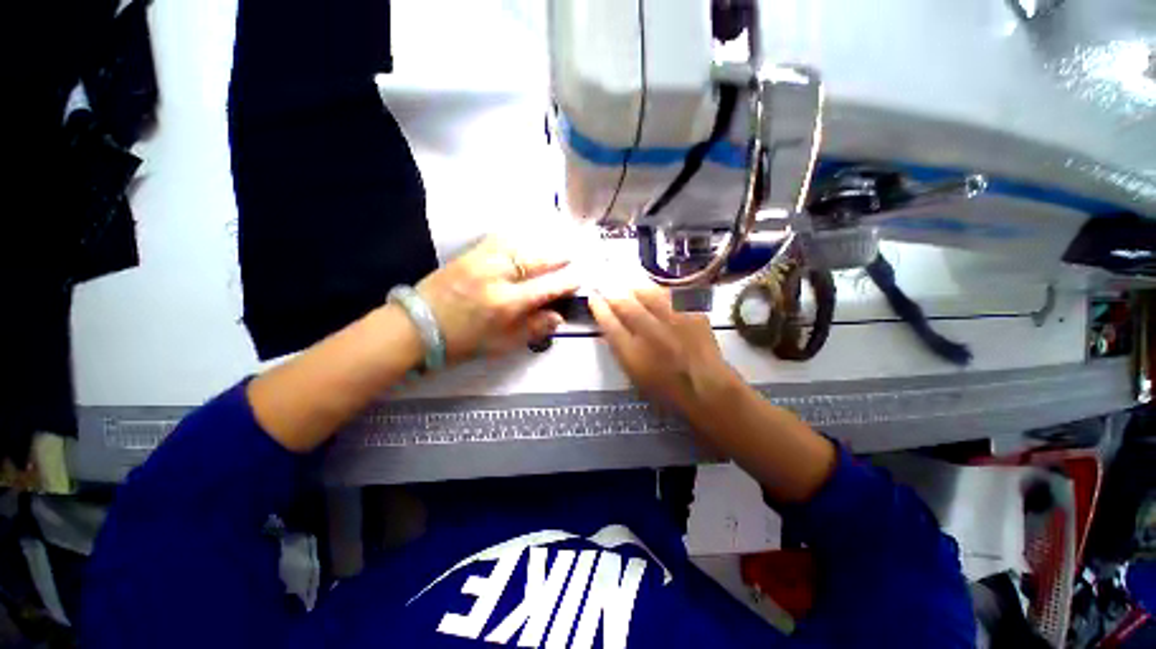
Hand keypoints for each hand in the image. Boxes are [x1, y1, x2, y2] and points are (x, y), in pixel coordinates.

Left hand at [416, 236, 578, 362]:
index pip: (547, 287)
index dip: (566, 282)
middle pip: (536, 260)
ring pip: (519, 245)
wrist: (417, 327)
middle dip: (557, 258)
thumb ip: (533, 328)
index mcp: (507, 303)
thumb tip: (558, 316)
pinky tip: (522, 243)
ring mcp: (481, 260)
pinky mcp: (468, 253)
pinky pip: (498, 239)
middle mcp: (497, 276)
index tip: (579, 278)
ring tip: (549, 250)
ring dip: (539, 247)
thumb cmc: (463, 341)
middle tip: (570, 257)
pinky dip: (516, 240)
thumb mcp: (502, 344)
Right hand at [588, 285, 736, 416]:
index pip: (609, 323)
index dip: (598, 308)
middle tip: (607, 287)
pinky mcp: (693, 314)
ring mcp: (675, 322)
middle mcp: (652, 334)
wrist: (706, 387)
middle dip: (613, 293)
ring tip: (630, 289)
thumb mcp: (634, 374)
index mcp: (634, 354)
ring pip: (648, 294)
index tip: (593, 297)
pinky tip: (656, 294)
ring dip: (635, 289)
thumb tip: (609, 326)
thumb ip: (620, 349)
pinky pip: (671, 295)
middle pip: (626, 305)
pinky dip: (659, 293)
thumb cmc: (665, 388)